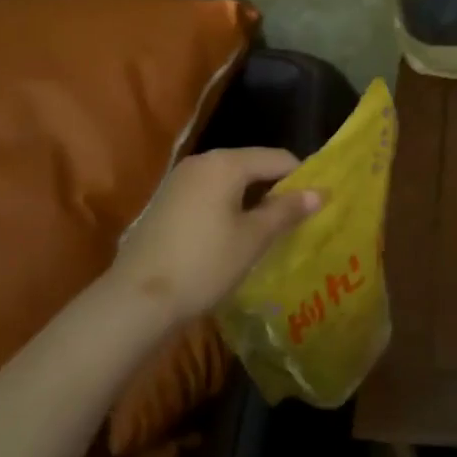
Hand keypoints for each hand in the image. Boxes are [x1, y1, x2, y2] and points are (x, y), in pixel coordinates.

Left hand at [109, 148, 322, 319]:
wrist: (137, 299)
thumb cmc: (204, 264)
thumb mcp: (253, 239)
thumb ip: (286, 211)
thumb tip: (319, 192)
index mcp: (225, 163)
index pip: (277, 158)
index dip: (302, 178)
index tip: (318, 203)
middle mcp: (201, 162)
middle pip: (251, 165)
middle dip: (276, 188)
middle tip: (297, 217)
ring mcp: (179, 180)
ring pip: (229, 180)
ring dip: (252, 199)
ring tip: (270, 228)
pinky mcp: (166, 201)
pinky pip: (209, 193)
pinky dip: (228, 206)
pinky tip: (235, 234)